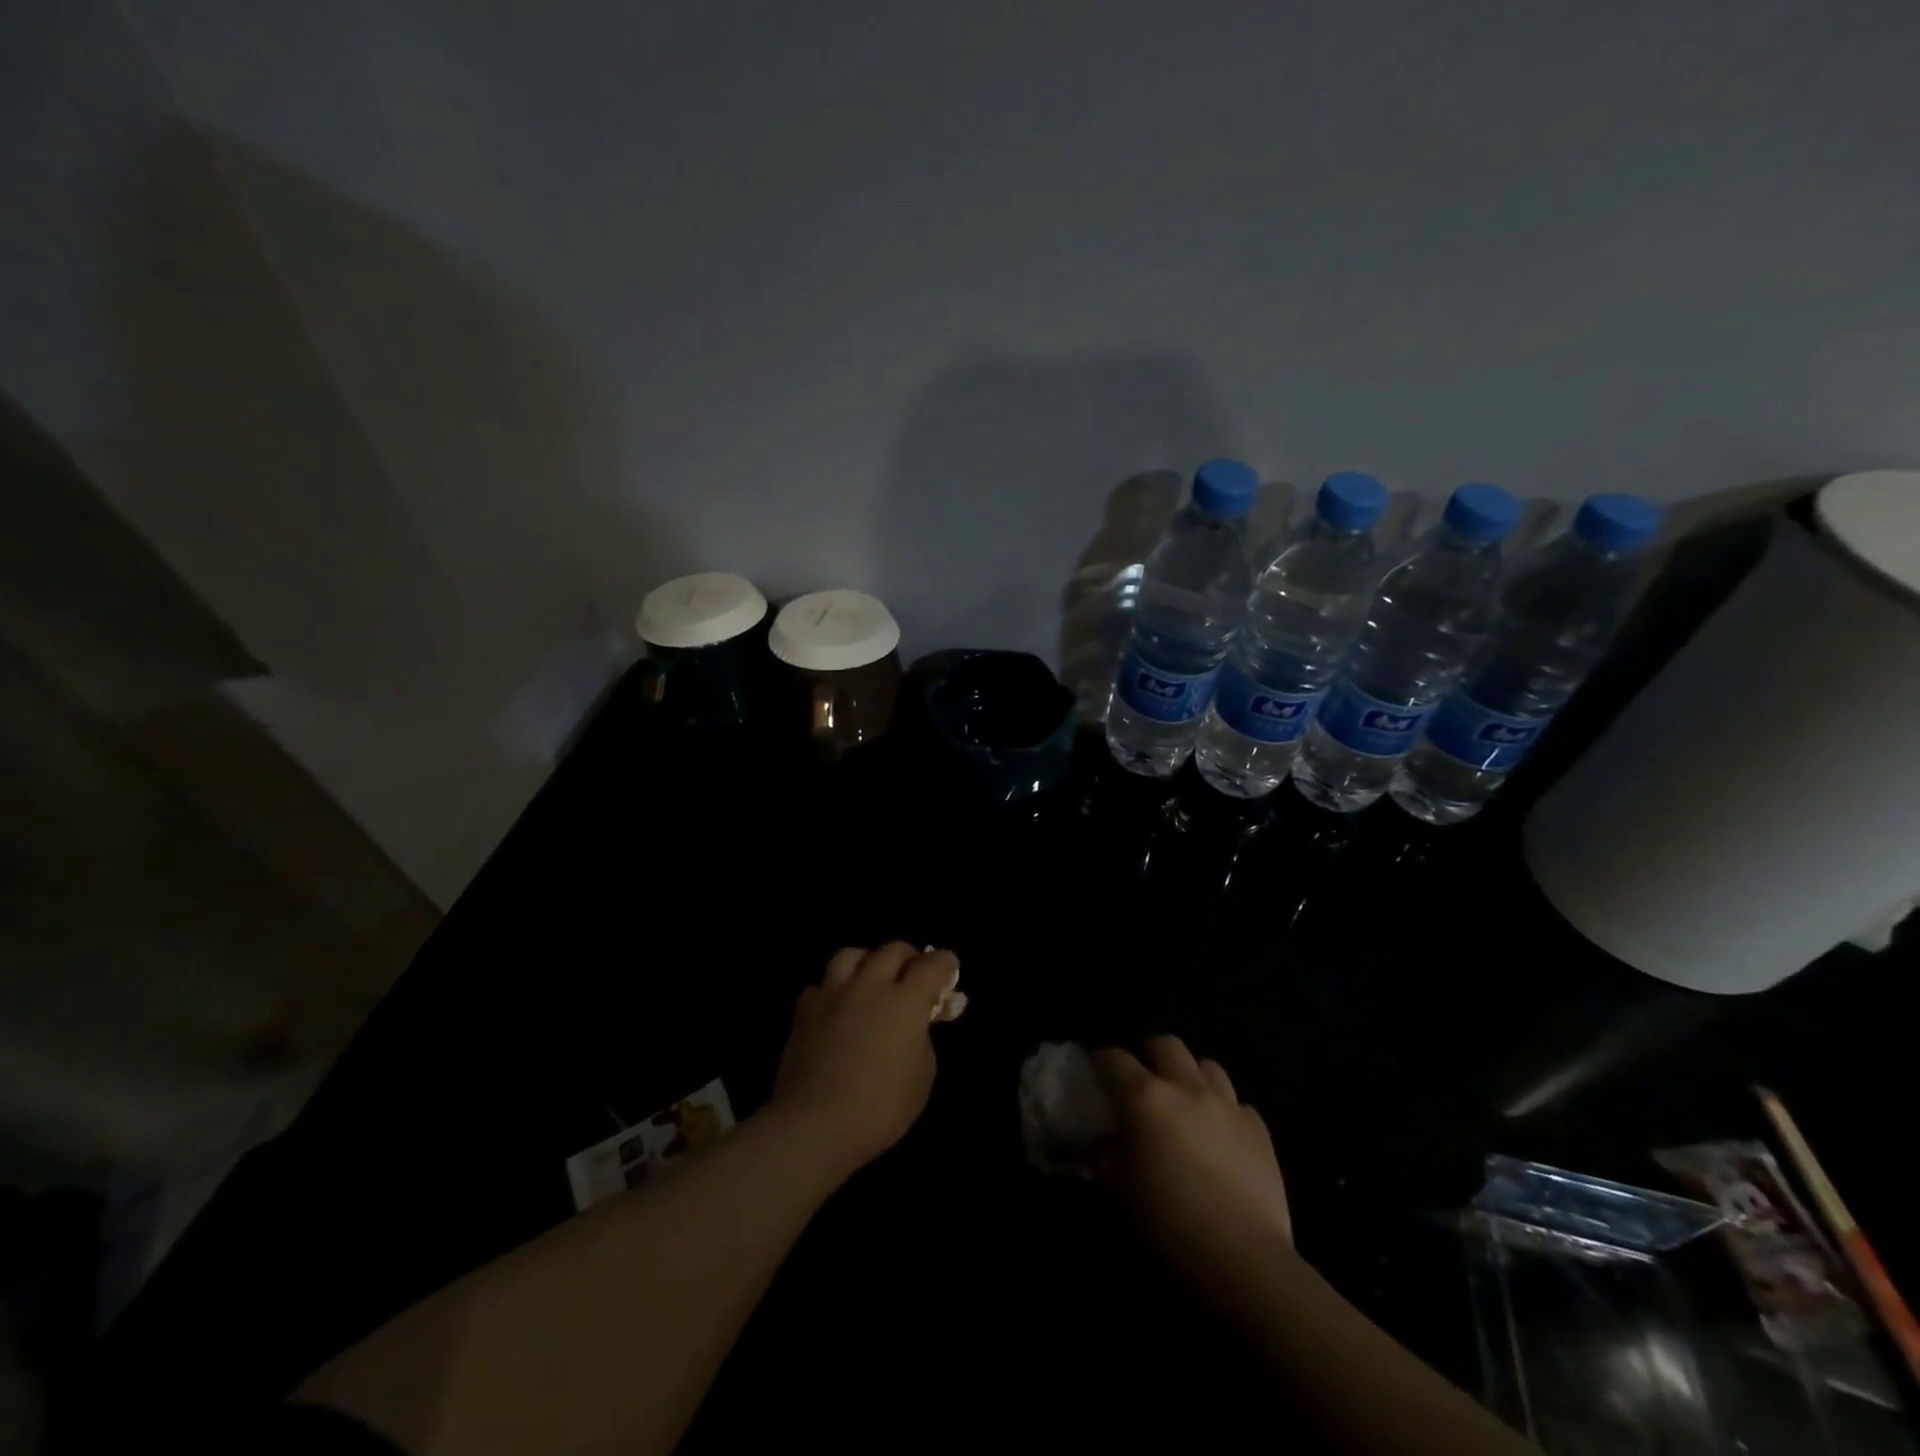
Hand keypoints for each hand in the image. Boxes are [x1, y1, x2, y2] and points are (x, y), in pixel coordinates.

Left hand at [769, 943, 956, 1176]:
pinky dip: (833, 990)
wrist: (815, 1124)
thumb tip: (913, 1028)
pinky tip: (836, 1009)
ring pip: (851, 955)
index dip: (945, 964)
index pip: (932, 964)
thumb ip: (922, 1041)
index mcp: (905, 1001)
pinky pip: (821, 985)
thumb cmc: (880, 1108)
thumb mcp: (921, 1079)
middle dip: (908, 958)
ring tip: (870, 981)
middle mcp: (870, 986)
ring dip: (867, 962)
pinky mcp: (804, 1010)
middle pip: (892, 950)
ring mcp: (833, 994)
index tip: (948, 970)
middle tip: (912, 976)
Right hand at [1091, 1036, 1293, 1308]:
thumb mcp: (1123, 1189)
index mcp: (1146, 1098)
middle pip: (1165, 1045)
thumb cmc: (1171, 1221)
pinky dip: (1224, 1111)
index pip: (1114, 1059)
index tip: (1094, 1073)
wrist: (1243, 1255)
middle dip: (1149, 1056)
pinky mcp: (1258, 1128)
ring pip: (1206, 1065)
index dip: (1100, 1061)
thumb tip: (1101, 1146)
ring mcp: (1227, 1104)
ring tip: (1185, 1103)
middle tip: (1142, 1082)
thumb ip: (1108, 1157)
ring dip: (1190, 1076)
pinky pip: (1236, 1103)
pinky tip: (1220, 1137)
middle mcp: (1186, 1087)